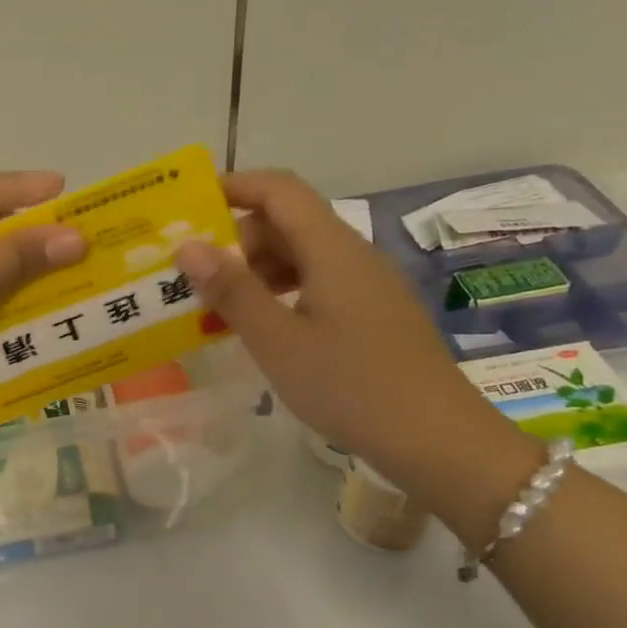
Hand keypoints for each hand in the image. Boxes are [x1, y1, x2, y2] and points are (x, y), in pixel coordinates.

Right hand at [174, 171, 520, 487]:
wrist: (438, 440)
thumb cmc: (351, 386)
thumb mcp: (278, 341)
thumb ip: (232, 290)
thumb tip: (188, 246)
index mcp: (332, 249)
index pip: (280, 190)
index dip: (235, 186)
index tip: (190, 205)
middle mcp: (352, 256)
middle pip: (288, 222)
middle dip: (236, 240)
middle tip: (194, 276)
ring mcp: (367, 286)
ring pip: (302, 256)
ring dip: (256, 271)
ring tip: (218, 306)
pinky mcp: (373, 314)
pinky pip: (317, 284)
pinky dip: (280, 294)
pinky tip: (262, 328)